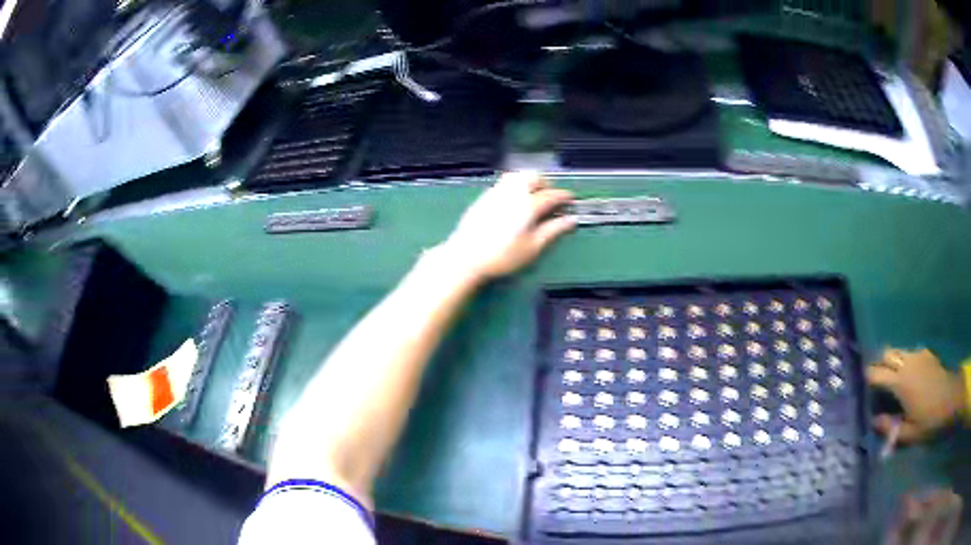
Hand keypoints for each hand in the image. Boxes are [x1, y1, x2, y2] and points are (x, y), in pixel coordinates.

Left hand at [438, 171, 574, 282]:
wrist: (466, 256)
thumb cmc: (502, 256)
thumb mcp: (532, 247)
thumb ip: (553, 231)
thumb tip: (570, 220)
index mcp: (528, 205)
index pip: (552, 195)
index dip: (564, 196)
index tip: (571, 200)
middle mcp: (513, 193)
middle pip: (534, 177)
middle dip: (547, 184)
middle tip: (552, 198)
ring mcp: (497, 192)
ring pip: (518, 176)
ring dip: (530, 181)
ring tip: (534, 196)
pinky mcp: (485, 196)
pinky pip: (505, 182)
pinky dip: (516, 186)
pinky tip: (515, 200)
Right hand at [867, 348, 966, 442]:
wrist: (952, 399)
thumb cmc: (930, 421)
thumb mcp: (909, 434)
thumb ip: (890, 429)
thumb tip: (874, 422)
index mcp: (900, 383)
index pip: (877, 374)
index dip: (867, 379)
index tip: (861, 386)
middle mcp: (907, 364)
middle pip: (887, 354)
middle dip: (880, 364)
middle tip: (876, 381)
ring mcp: (919, 356)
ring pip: (899, 351)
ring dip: (893, 361)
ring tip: (892, 378)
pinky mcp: (928, 354)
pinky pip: (911, 353)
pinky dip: (906, 360)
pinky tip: (910, 374)